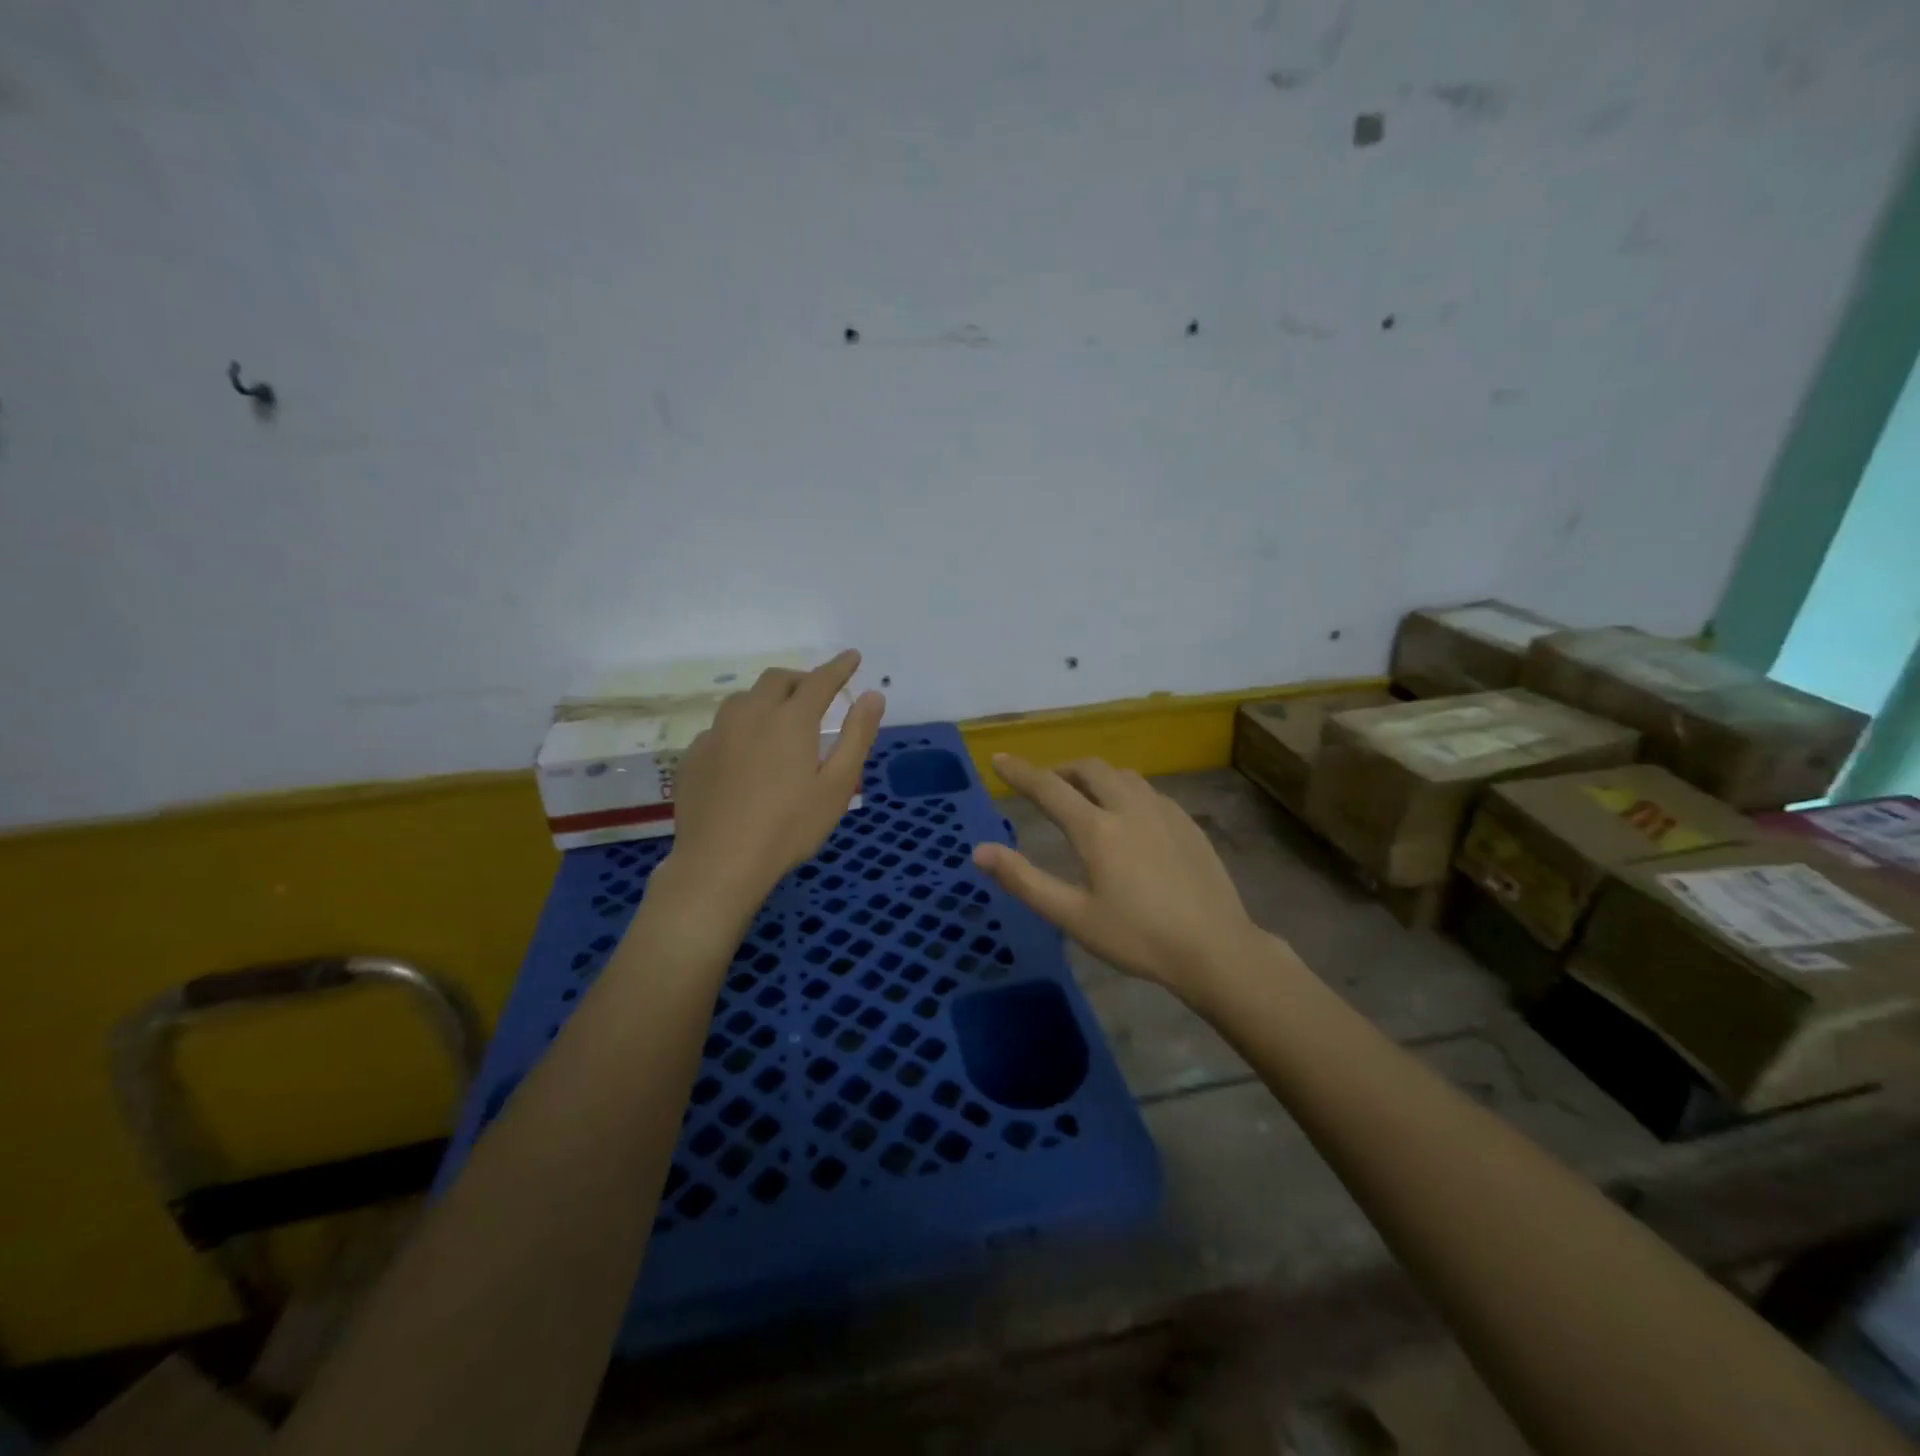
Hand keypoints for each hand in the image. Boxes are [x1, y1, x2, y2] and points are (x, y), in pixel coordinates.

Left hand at [660, 650, 884, 925]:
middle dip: (800, 679)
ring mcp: (716, 734)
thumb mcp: (836, 786)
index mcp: (790, 720)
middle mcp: (750, 715)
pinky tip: (743, 754)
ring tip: (778, 720)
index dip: (839, 667)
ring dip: (766, 699)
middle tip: (816, 694)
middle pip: (776, 680)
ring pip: (743, 700)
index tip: (852, 657)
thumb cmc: (789, 827)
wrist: (719, 863)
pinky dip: (740, 728)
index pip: (820, 681)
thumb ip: (857, 736)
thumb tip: (873, 696)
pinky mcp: (693, 756)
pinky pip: (720, 728)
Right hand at [973, 755, 1269, 1003]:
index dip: (1019, 772)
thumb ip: (1024, 880)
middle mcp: (1129, 807)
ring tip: (1084, 798)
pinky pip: (1147, 790)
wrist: (1216, 949)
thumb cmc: (1138, 938)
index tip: (998, 758)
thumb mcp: (1073, 917)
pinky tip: (1128, 817)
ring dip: (1094, 777)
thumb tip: (979, 851)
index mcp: (1097, 829)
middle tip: (1046, 787)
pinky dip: (1124, 790)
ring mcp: (1163, 811)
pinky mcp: (1187, 822)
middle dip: (1061, 770)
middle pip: (1089, 769)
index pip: (1048, 787)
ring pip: (1121, 774)